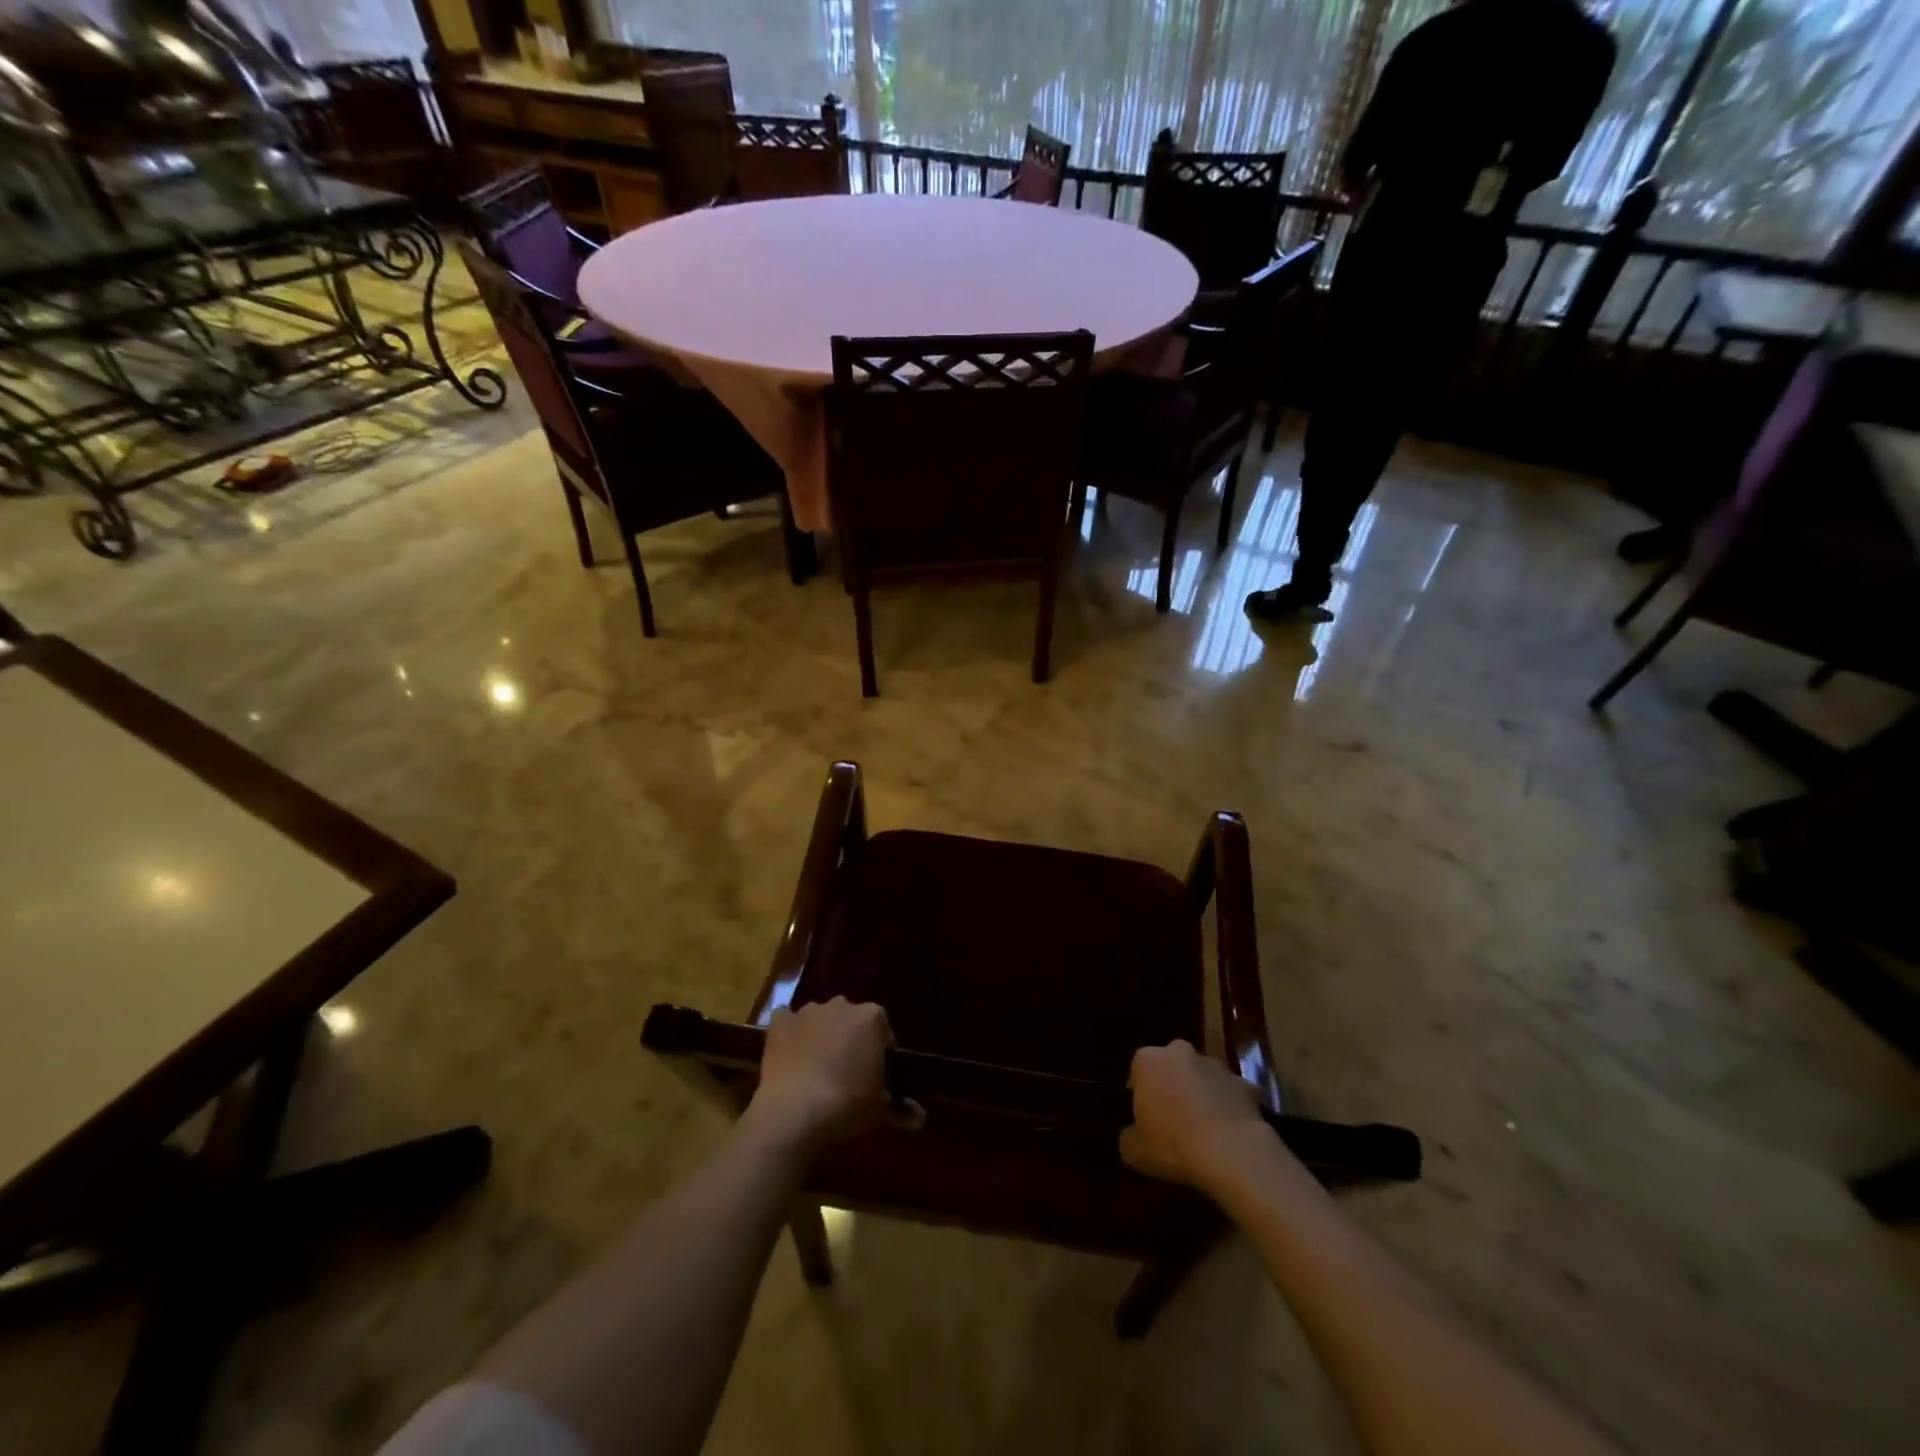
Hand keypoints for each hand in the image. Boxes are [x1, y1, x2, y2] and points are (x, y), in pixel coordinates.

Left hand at [741, 998, 892, 1156]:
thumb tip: (920, 1117)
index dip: (880, 1051)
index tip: (875, 1074)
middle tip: (847, 1072)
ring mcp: (808, 1011)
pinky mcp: (780, 1022)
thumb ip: (902, 1108)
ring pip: (820, 1019)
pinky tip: (789, 1054)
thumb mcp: (880, 1111)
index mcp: (873, 1018)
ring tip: (816, 1068)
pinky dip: (790, 1033)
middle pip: (851, 1020)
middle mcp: (842, 1005)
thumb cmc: (847, 1106)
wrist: (794, 1113)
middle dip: (850, 1039)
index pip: (883, 1030)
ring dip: (821, 1035)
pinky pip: (787, 1020)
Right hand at [1120, 1040, 1271, 1191]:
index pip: (1137, 1071)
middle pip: (1171, 1067)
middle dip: (1171, 1086)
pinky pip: (1231, 1095)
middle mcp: (1179, 1052)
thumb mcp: (1133, 1150)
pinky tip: (1229, 1134)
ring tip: (1203, 1129)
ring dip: (1201, 1094)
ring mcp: (1215, 1065)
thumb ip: (1128, 1136)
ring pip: (1202, 1077)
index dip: (1140, 1095)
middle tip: (1172, 1120)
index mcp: (1147, 1060)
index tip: (1144, 1118)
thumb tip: (1132, 1134)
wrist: (1230, 1152)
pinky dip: (1229, 1108)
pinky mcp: (1245, 1083)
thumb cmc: (1172, 1144)